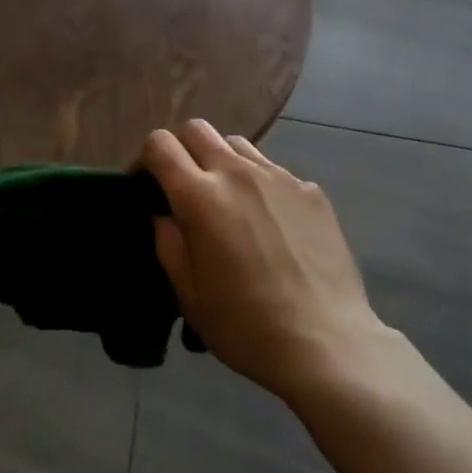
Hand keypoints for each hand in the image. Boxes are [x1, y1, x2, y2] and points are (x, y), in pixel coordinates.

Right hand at [141, 120, 385, 401]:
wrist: (326, 343)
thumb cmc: (245, 325)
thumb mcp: (189, 295)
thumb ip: (168, 244)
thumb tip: (164, 216)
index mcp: (200, 196)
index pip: (160, 144)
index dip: (145, 159)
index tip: (146, 186)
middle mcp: (237, 173)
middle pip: (197, 129)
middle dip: (180, 148)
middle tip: (182, 185)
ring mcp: (279, 177)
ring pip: (236, 144)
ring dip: (220, 160)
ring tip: (226, 198)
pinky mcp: (311, 190)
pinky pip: (273, 170)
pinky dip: (258, 183)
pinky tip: (268, 221)